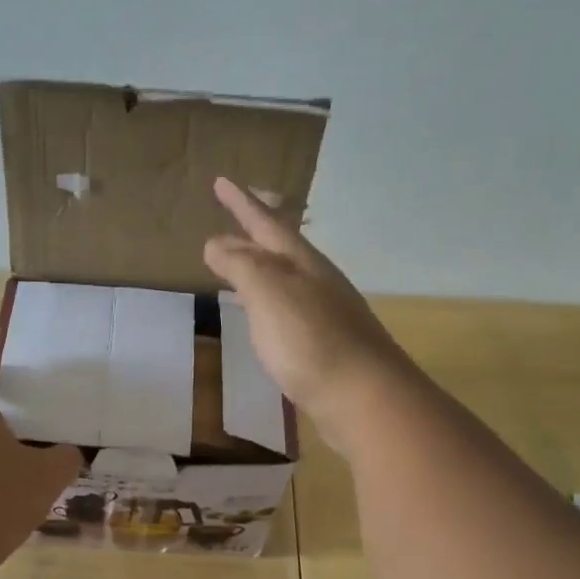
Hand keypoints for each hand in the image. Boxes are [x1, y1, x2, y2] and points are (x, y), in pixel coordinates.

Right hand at [203, 178, 411, 448]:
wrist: (363, 398)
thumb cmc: (310, 341)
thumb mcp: (269, 293)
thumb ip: (241, 266)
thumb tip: (216, 243)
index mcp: (303, 264)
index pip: (266, 224)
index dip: (242, 204)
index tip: (221, 180)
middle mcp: (317, 282)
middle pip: (279, 250)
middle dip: (251, 234)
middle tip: (226, 223)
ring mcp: (326, 314)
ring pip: (285, 279)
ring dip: (260, 268)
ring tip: (237, 266)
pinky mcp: (326, 345)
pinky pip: (288, 309)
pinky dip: (268, 302)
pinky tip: (262, 317)